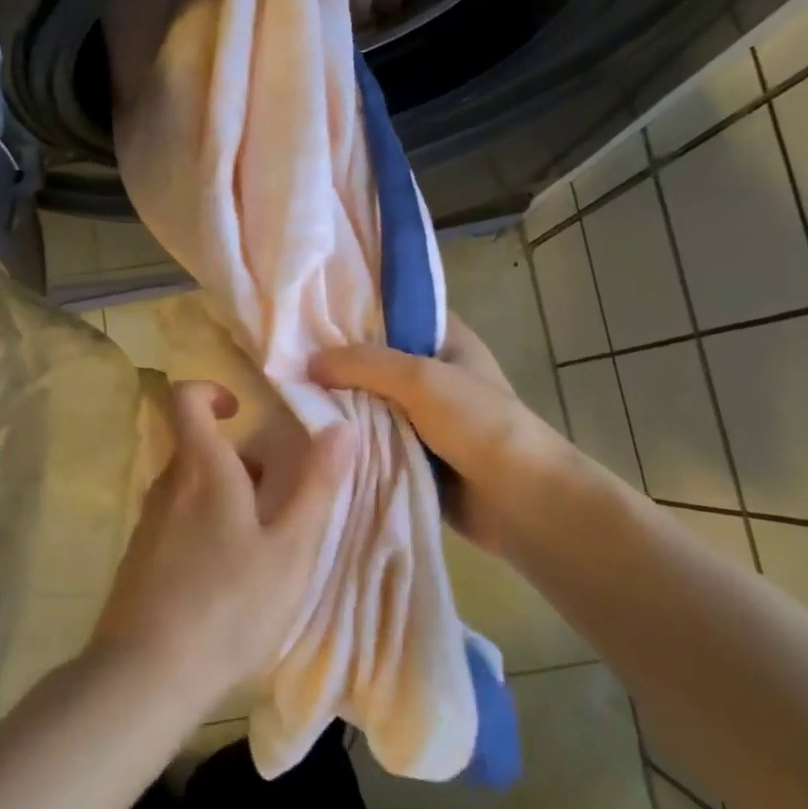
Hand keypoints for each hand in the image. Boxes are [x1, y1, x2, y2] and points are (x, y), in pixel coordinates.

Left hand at [90, 380, 352, 720]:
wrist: (146, 675)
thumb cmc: (229, 606)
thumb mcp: (290, 549)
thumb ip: (317, 486)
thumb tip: (340, 428)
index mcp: (201, 469)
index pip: (185, 398)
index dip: (210, 392)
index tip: (241, 414)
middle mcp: (167, 485)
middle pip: (198, 449)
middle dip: (239, 464)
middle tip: (277, 505)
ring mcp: (147, 522)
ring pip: (190, 490)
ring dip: (225, 501)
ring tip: (260, 550)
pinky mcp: (138, 557)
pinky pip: (176, 522)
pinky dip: (204, 530)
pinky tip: (225, 581)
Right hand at [309, 314, 575, 556]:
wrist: (522, 501)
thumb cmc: (479, 424)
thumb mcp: (421, 379)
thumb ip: (363, 364)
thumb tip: (308, 363)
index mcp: (445, 338)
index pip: (392, 310)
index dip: (353, 307)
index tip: (306, 310)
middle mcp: (432, 371)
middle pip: (374, 357)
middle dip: (336, 360)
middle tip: (285, 357)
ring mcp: (423, 414)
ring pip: (369, 399)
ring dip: (339, 402)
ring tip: (287, 394)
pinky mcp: (413, 451)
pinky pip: (373, 436)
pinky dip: (350, 436)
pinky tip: (312, 432)